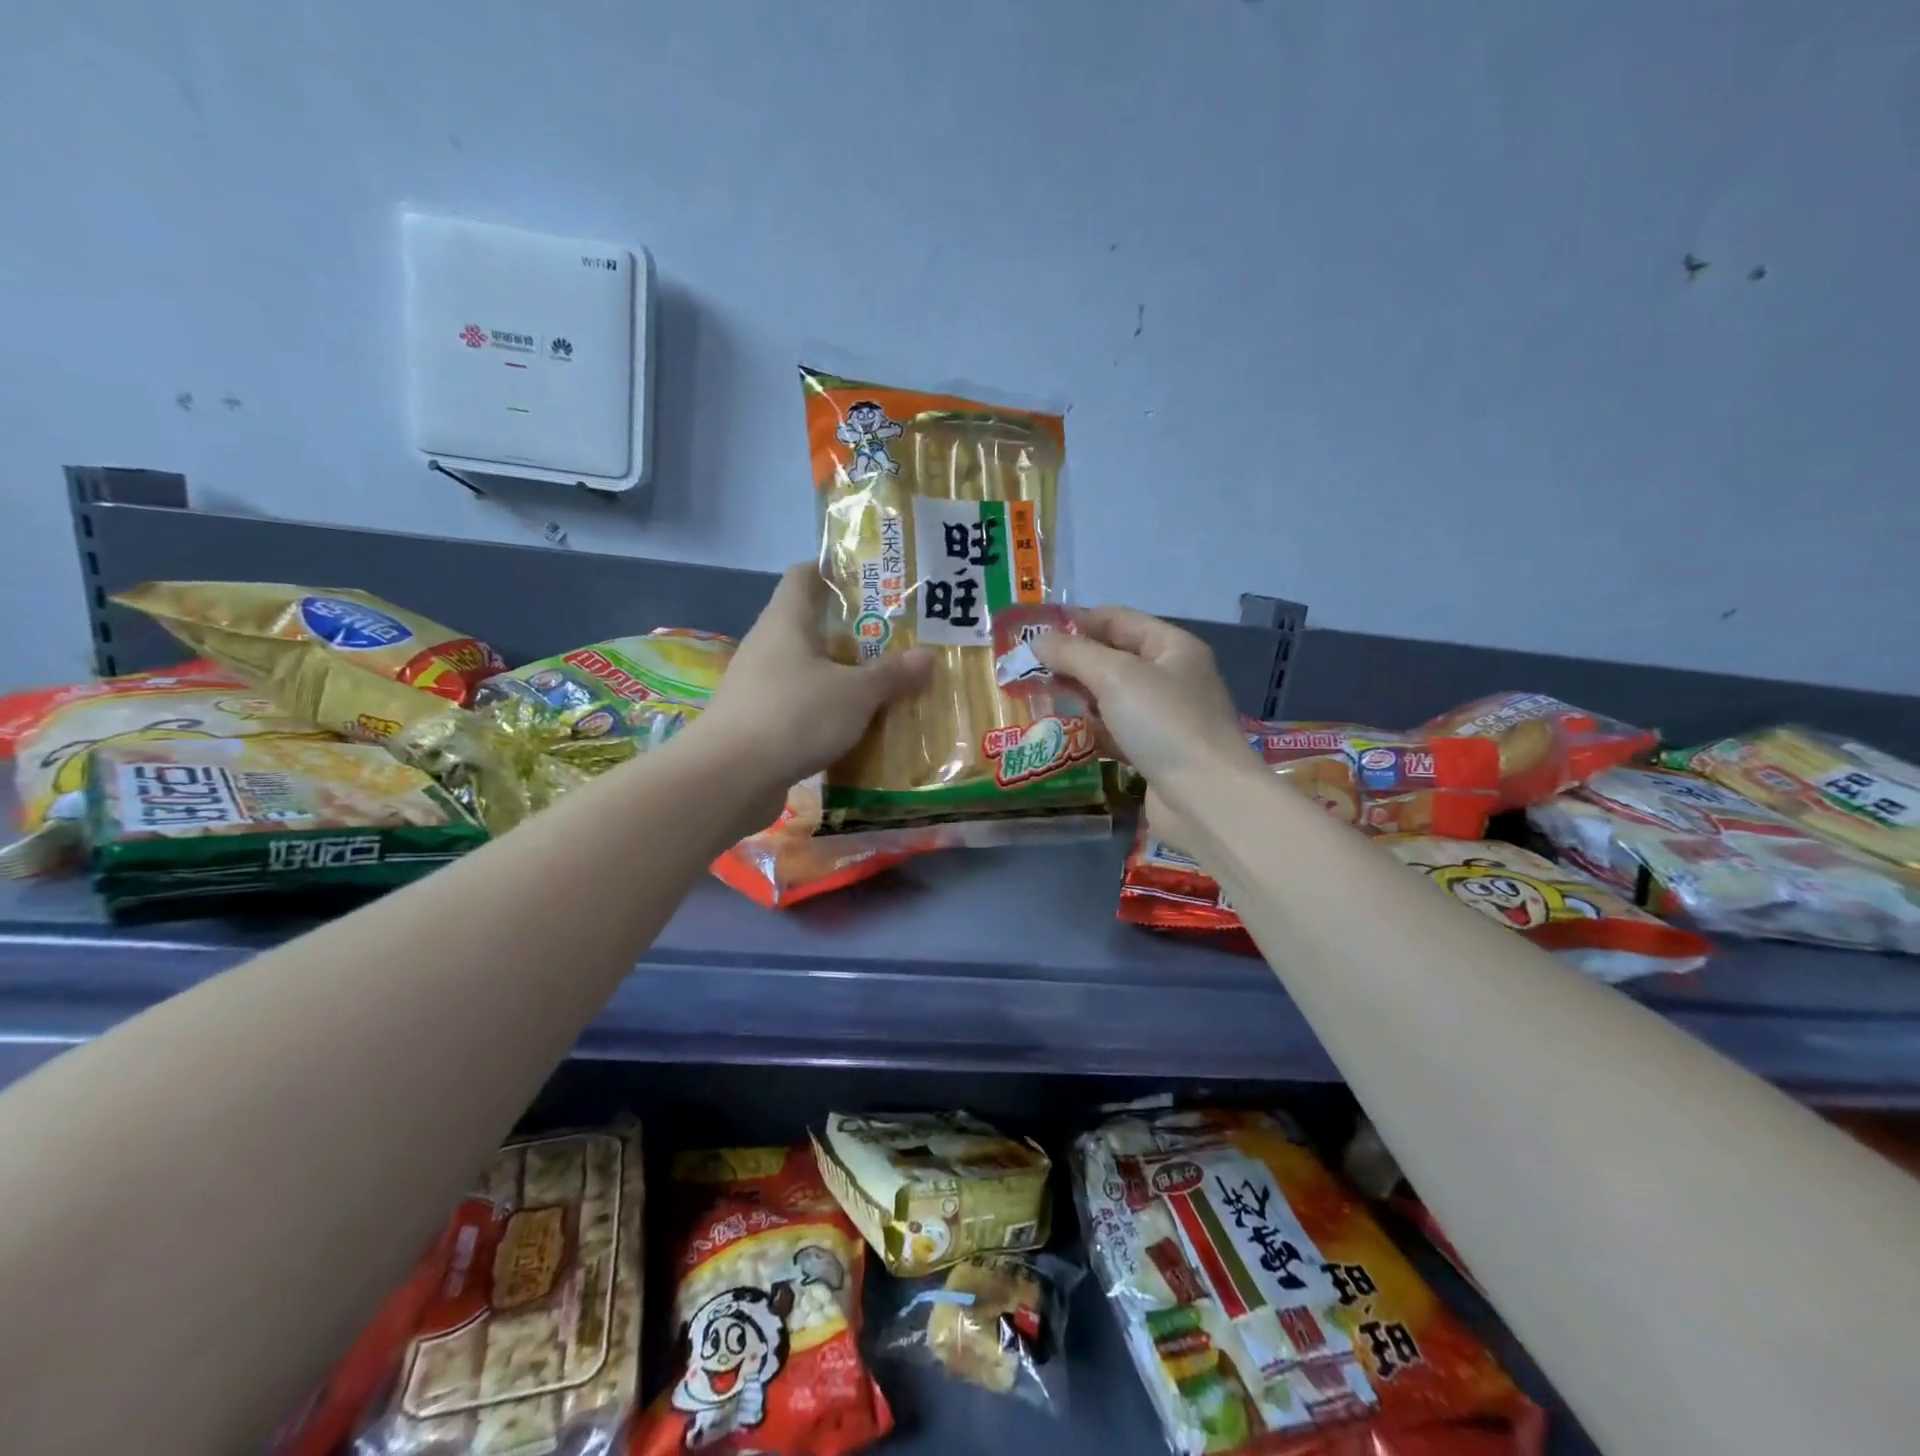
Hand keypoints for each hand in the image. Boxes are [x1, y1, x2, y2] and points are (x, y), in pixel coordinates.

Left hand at [696, 563, 932, 797]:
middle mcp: (768, 645)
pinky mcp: (759, 721)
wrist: (730, 778)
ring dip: (842, 675)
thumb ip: (891, 674)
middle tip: (896, 637)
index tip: (873, 578)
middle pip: (812, 624)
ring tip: (884, 682)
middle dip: (853, 630)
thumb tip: (928, 655)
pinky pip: (802, 704)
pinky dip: (828, 710)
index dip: (835, 569)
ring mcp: (759, 685)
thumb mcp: (855, 693)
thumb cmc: (795, 715)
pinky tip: (857, 725)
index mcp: (786, 620)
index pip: (805, 574)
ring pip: (809, 669)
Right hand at [1033, 607, 1254, 807]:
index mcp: (1172, 647)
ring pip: (1112, 697)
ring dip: (1077, 697)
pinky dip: (1090, 730)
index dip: (1077, 621)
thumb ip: (1073, 653)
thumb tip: (1038, 640)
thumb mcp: (1115, 676)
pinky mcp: (1154, 753)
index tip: (1034, 631)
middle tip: (1026, 669)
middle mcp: (1171, 677)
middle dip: (1072, 661)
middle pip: (1113, 658)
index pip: (1118, 619)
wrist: (1205, 799)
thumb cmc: (1164, 724)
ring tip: (1034, 698)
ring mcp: (1164, 718)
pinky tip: (1060, 733)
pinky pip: (1115, 732)